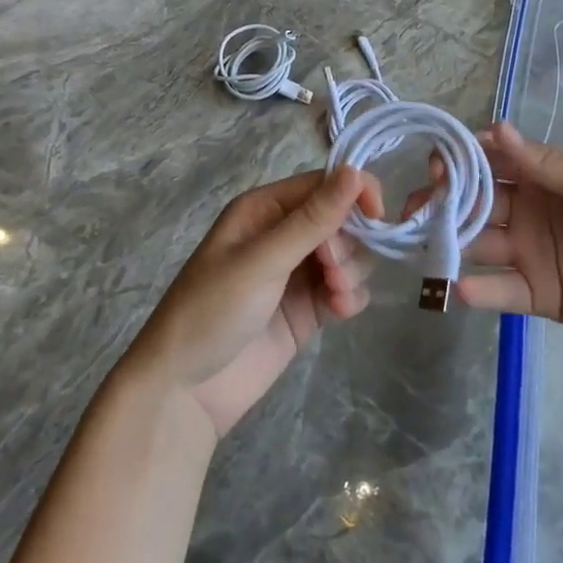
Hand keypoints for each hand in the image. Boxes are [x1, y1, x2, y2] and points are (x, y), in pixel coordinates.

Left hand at [121, 167, 381, 437]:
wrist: (185, 392)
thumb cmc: (213, 311)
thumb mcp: (262, 260)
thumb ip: (312, 219)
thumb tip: (355, 170)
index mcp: (265, 209)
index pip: (324, 183)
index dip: (354, 193)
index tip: (377, 217)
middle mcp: (283, 234)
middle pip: (342, 219)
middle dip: (348, 242)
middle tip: (332, 270)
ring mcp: (297, 273)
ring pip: (348, 254)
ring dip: (352, 270)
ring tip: (335, 296)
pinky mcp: (308, 309)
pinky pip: (346, 289)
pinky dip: (351, 297)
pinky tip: (339, 313)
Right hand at [443, 121, 562, 358]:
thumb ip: (547, 165)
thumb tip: (495, 127)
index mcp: (548, 178)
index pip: (493, 162)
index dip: (462, 160)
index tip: (435, 165)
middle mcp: (532, 211)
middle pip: (477, 203)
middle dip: (443, 202)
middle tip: (412, 211)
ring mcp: (533, 254)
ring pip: (480, 244)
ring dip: (451, 243)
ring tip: (420, 248)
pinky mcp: (539, 296)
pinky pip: (501, 291)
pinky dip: (478, 291)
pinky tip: (457, 290)